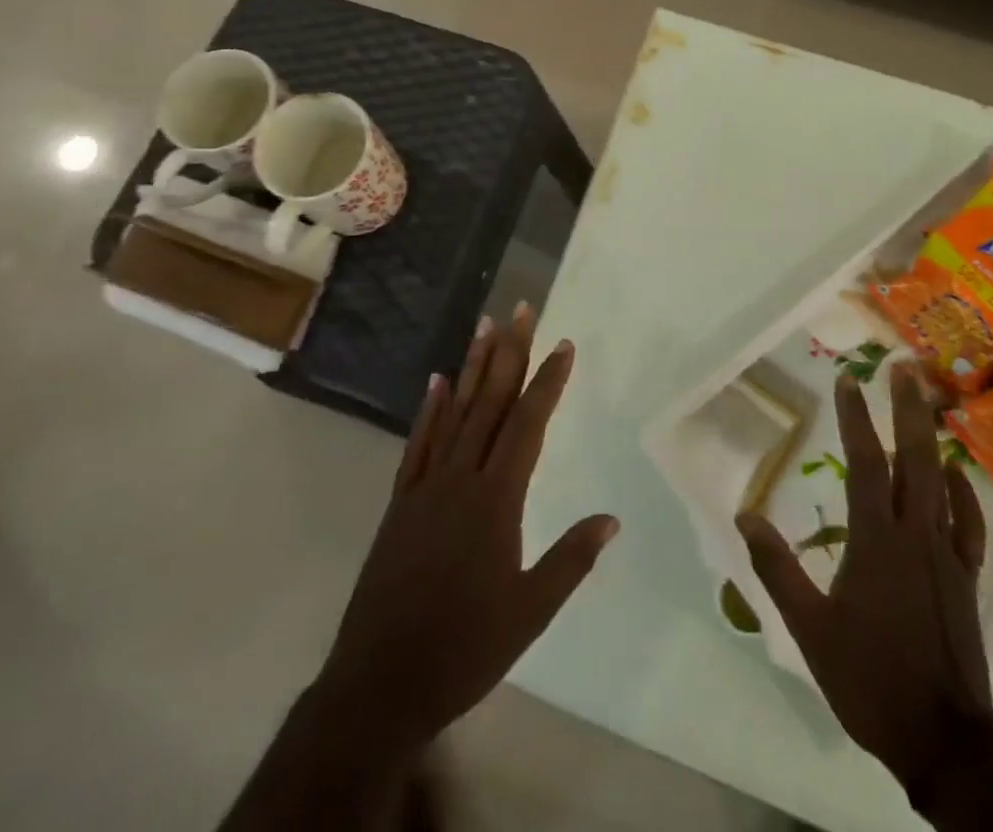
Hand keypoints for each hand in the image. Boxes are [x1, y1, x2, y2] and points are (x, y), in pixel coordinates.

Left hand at [312, 306, 619, 753]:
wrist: (380, 682)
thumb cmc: (464, 649)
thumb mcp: (530, 612)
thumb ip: (570, 560)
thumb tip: (611, 518)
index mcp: (496, 500)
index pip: (528, 424)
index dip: (547, 381)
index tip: (563, 344)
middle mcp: (461, 478)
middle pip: (491, 403)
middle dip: (510, 353)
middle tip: (522, 309)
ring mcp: (425, 486)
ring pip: (455, 412)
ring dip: (473, 367)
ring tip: (486, 326)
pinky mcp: (400, 501)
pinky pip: (418, 443)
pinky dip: (430, 410)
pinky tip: (438, 381)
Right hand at [737, 361, 991, 803]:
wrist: (944, 742)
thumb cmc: (870, 679)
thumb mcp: (809, 628)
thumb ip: (777, 568)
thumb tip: (745, 515)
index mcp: (877, 541)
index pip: (867, 464)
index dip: (856, 419)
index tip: (848, 380)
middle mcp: (915, 535)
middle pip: (915, 459)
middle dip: (908, 409)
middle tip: (902, 368)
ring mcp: (946, 555)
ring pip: (942, 482)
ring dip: (932, 438)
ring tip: (926, 402)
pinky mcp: (965, 579)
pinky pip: (966, 524)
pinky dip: (962, 493)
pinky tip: (955, 476)